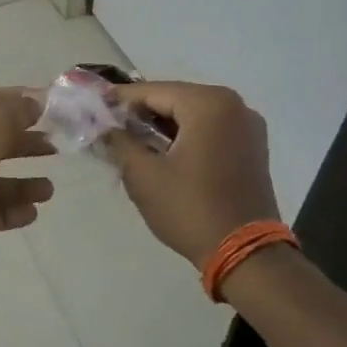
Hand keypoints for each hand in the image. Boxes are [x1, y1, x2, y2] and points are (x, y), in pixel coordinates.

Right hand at [104, 82, 279, 268]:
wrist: (245, 255)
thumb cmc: (190, 208)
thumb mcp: (143, 174)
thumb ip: (119, 141)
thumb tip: (103, 125)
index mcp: (209, 103)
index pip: (152, 91)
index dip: (119, 99)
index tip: (93, 106)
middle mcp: (234, 105)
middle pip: (175, 100)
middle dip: (141, 113)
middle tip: (109, 126)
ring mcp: (248, 127)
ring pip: (193, 115)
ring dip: (163, 126)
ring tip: (131, 140)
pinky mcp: (252, 148)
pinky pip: (210, 130)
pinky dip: (185, 136)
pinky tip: (162, 152)